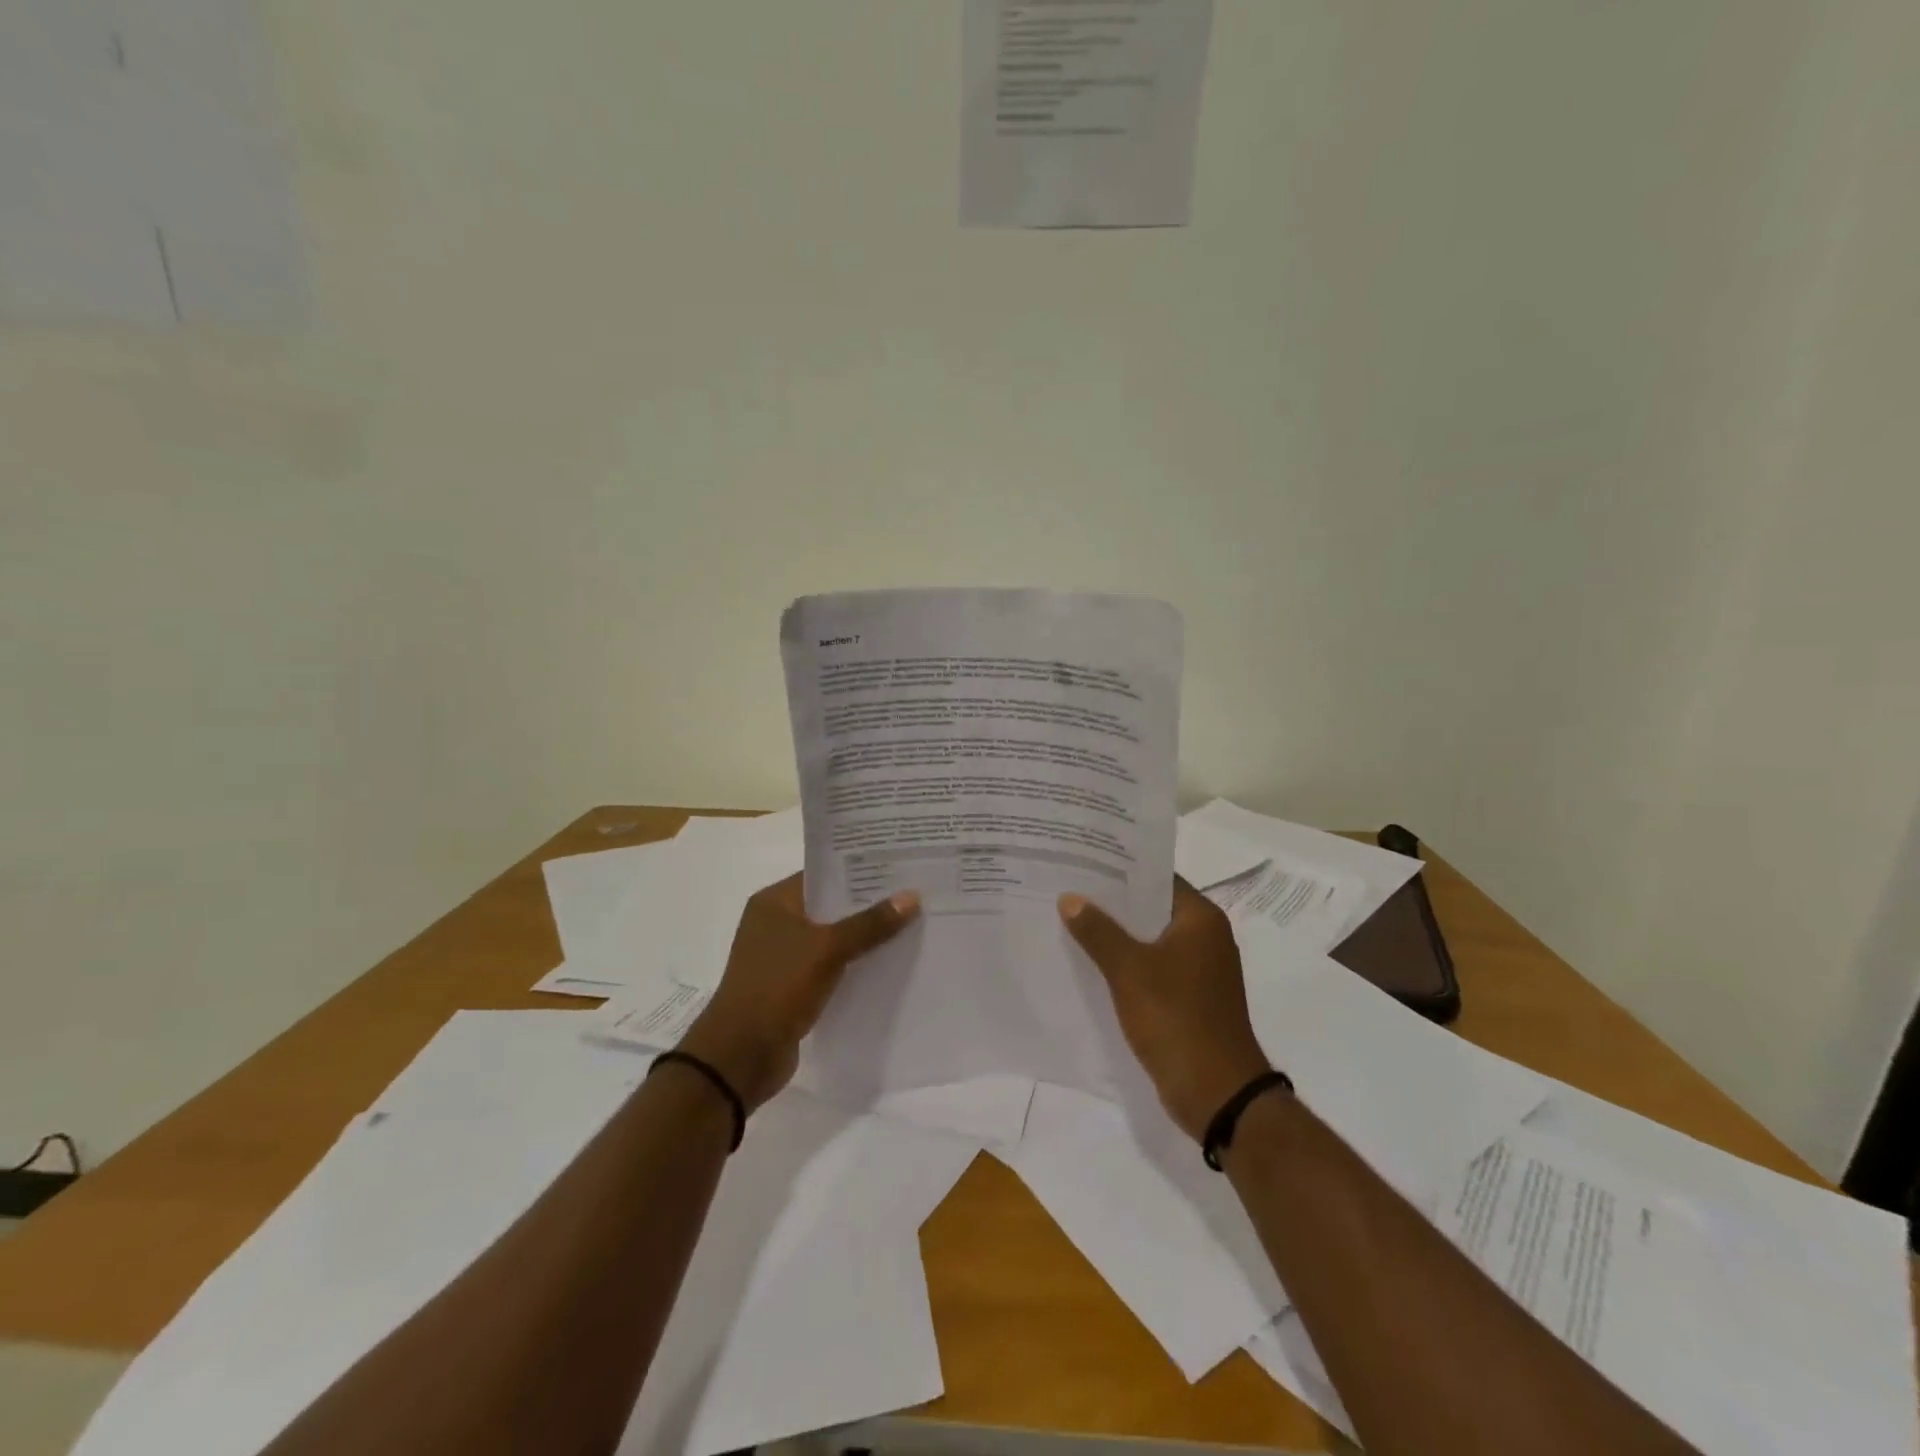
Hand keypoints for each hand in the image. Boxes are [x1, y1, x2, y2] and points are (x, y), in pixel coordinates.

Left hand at [677, 874, 918, 1112]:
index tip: (900, 867)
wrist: (740, 1056)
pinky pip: (831, 966)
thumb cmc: (777, 988)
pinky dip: (854, 965)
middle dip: (869, 904)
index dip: (860, 870)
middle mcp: (776, 923)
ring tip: (911, 926)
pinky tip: (888, 964)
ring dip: (864, 937)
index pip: (823, 874)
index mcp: (774, 902)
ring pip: (833, 938)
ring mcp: (783, 957)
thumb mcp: (827, 949)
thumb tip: (912, 896)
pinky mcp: (793, 987)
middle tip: (915, 895)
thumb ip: (870, 923)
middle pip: (830, 906)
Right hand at [1059, 879, 1273, 1141]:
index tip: (1084, 860)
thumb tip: (1070, 898)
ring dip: (1116, 933)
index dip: (1121, 869)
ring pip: (1150, 939)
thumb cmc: (1177, 1019)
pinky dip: (1126, 962)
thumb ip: (1098, 931)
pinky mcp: (1190, 998)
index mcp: (1201, 919)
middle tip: (1068, 887)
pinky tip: (1091, 962)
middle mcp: (1205, 937)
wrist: (1217, 1093)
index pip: (1158, 877)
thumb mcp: (1129, 970)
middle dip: (1112, 901)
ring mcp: (1199, 970)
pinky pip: (1152, 967)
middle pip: (1152, 907)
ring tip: (1070, 919)